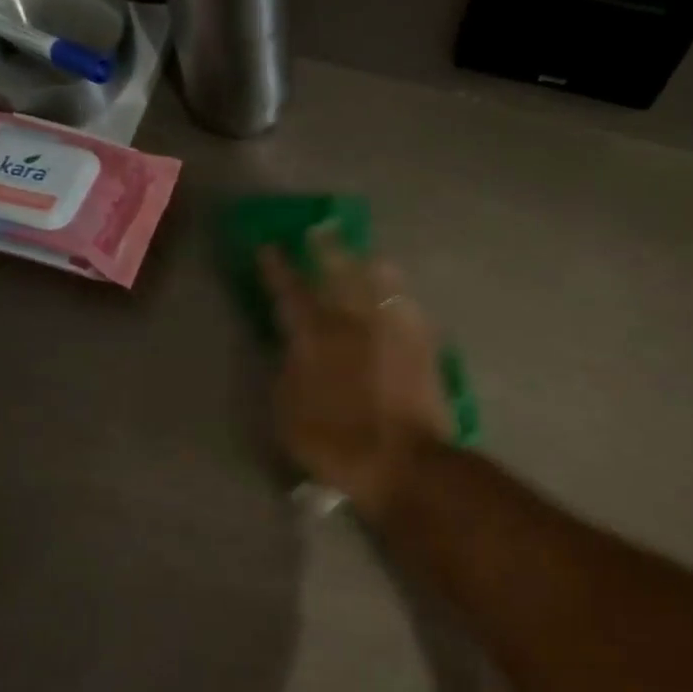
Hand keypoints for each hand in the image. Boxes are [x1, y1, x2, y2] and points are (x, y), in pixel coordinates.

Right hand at [259, 227, 452, 517]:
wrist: (404, 461)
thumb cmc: (336, 443)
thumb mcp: (288, 415)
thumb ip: (286, 373)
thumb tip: (290, 348)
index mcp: (317, 337)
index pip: (291, 291)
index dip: (277, 268)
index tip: (269, 246)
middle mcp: (356, 321)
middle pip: (340, 271)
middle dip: (327, 248)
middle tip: (320, 230)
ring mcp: (393, 329)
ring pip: (382, 280)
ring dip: (369, 263)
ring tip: (367, 256)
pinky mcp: (423, 344)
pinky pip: (409, 307)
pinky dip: (398, 296)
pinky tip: (397, 298)